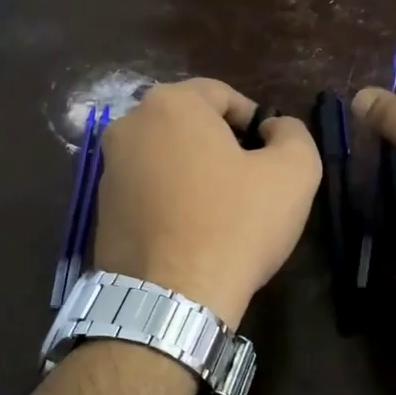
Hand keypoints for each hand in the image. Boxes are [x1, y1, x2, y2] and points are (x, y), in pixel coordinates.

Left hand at [92, 79, 320, 326]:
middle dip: (223, 145)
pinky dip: (171, 199)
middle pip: (190, 124)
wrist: (171, 300)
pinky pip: (148, 189)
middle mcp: (129, 126)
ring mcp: (108, 169)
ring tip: (222, 212)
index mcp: (170, 104)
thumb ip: (293, 133)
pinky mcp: (101, 209)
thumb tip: (274, 129)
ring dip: (196, 172)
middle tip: (250, 184)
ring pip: (167, 157)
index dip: (255, 121)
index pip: (223, 94)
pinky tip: (193, 232)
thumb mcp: (294, 172)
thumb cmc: (236, 225)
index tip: (271, 157)